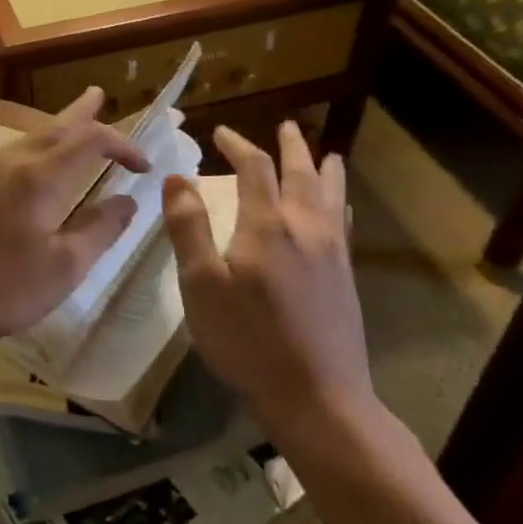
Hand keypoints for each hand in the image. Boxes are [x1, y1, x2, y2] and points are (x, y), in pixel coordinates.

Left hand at [0, 87, 148, 351]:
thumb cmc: (0, 287)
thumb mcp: (63, 269)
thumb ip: (100, 230)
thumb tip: (127, 202)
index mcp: (39, 176)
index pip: (91, 140)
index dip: (122, 145)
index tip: (144, 166)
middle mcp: (10, 160)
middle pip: (55, 127)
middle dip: (84, 113)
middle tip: (100, 95)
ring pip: (30, 138)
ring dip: (58, 129)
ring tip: (75, 120)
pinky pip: (11, 152)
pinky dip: (35, 147)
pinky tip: (36, 160)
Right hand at [162, 121, 376, 453]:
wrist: (317, 397)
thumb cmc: (247, 339)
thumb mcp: (201, 284)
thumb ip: (188, 226)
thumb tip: (177, 177)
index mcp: (267, 225)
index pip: (254, 169)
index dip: (237, 145)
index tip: (221, 132)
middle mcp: (306, 228)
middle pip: (302, 174)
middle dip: (291, 147)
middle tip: (287, 126)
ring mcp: (333, 254)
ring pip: (331, 196)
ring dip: (325, 169)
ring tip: (328, 153)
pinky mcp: (346, 278)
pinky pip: (344, 223)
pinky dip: (340, 202)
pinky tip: (340, 210)